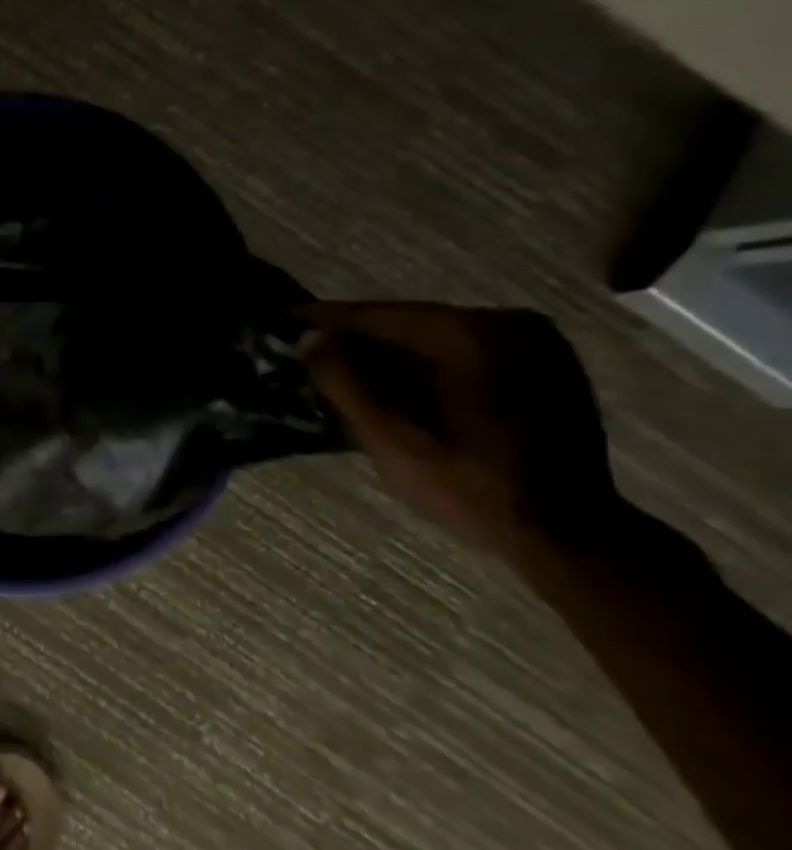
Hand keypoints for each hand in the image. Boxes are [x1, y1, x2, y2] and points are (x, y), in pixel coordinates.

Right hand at [300, 303, 624, 556]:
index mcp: (470, 333)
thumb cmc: (469, 483)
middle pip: (409, 323)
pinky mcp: (548, 368)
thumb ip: (344, 380)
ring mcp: (536, 344)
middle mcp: (508, 323)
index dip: (324, 320)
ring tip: (345, 366)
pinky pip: (467, 353)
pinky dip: (428, 363)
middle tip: (310, 349)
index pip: (378, 316)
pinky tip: (401, 383)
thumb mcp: (389, 435)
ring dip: (391, 352)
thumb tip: (311, 338)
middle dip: (358, 338)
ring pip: (438, 338)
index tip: (282, 319)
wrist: (568, 533)